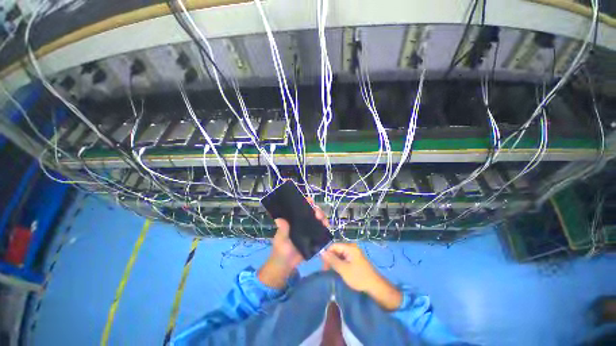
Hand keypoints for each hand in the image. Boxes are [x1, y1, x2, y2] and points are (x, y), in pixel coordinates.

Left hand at [258, 198, 328, 288]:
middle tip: (318, 215)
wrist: (286, 266)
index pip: (301, 208)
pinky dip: (325, 227)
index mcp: (294, 220)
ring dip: (323, 218)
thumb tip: (278, 219)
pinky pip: (321, 230)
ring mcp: (309, 230)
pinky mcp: (314, 238)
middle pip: (312, 212)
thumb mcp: (280, 239)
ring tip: (324, 221)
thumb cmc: (280, 250)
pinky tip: (327, 227)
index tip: (310, 201)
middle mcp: (302, 223)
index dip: (306, 203)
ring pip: (318, 220)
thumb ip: (282, 230)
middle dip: (317, 210)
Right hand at [321, 243, 401, 310]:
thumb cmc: (359, 277)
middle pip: (336, 250)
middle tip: (326, 271)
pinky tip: (338, 271)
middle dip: (330, 259)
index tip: (323, 266)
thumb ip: (332, 260)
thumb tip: (321, 252)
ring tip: (331, 272)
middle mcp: (352, 247)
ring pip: (340, 255)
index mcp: (349, 247)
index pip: (333, 246)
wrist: (376, 287)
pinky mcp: (355, 259)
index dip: (327, 254)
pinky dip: (340, 264)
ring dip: (335, 262)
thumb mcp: (343, 269)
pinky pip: (344, 258)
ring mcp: (354, 253)